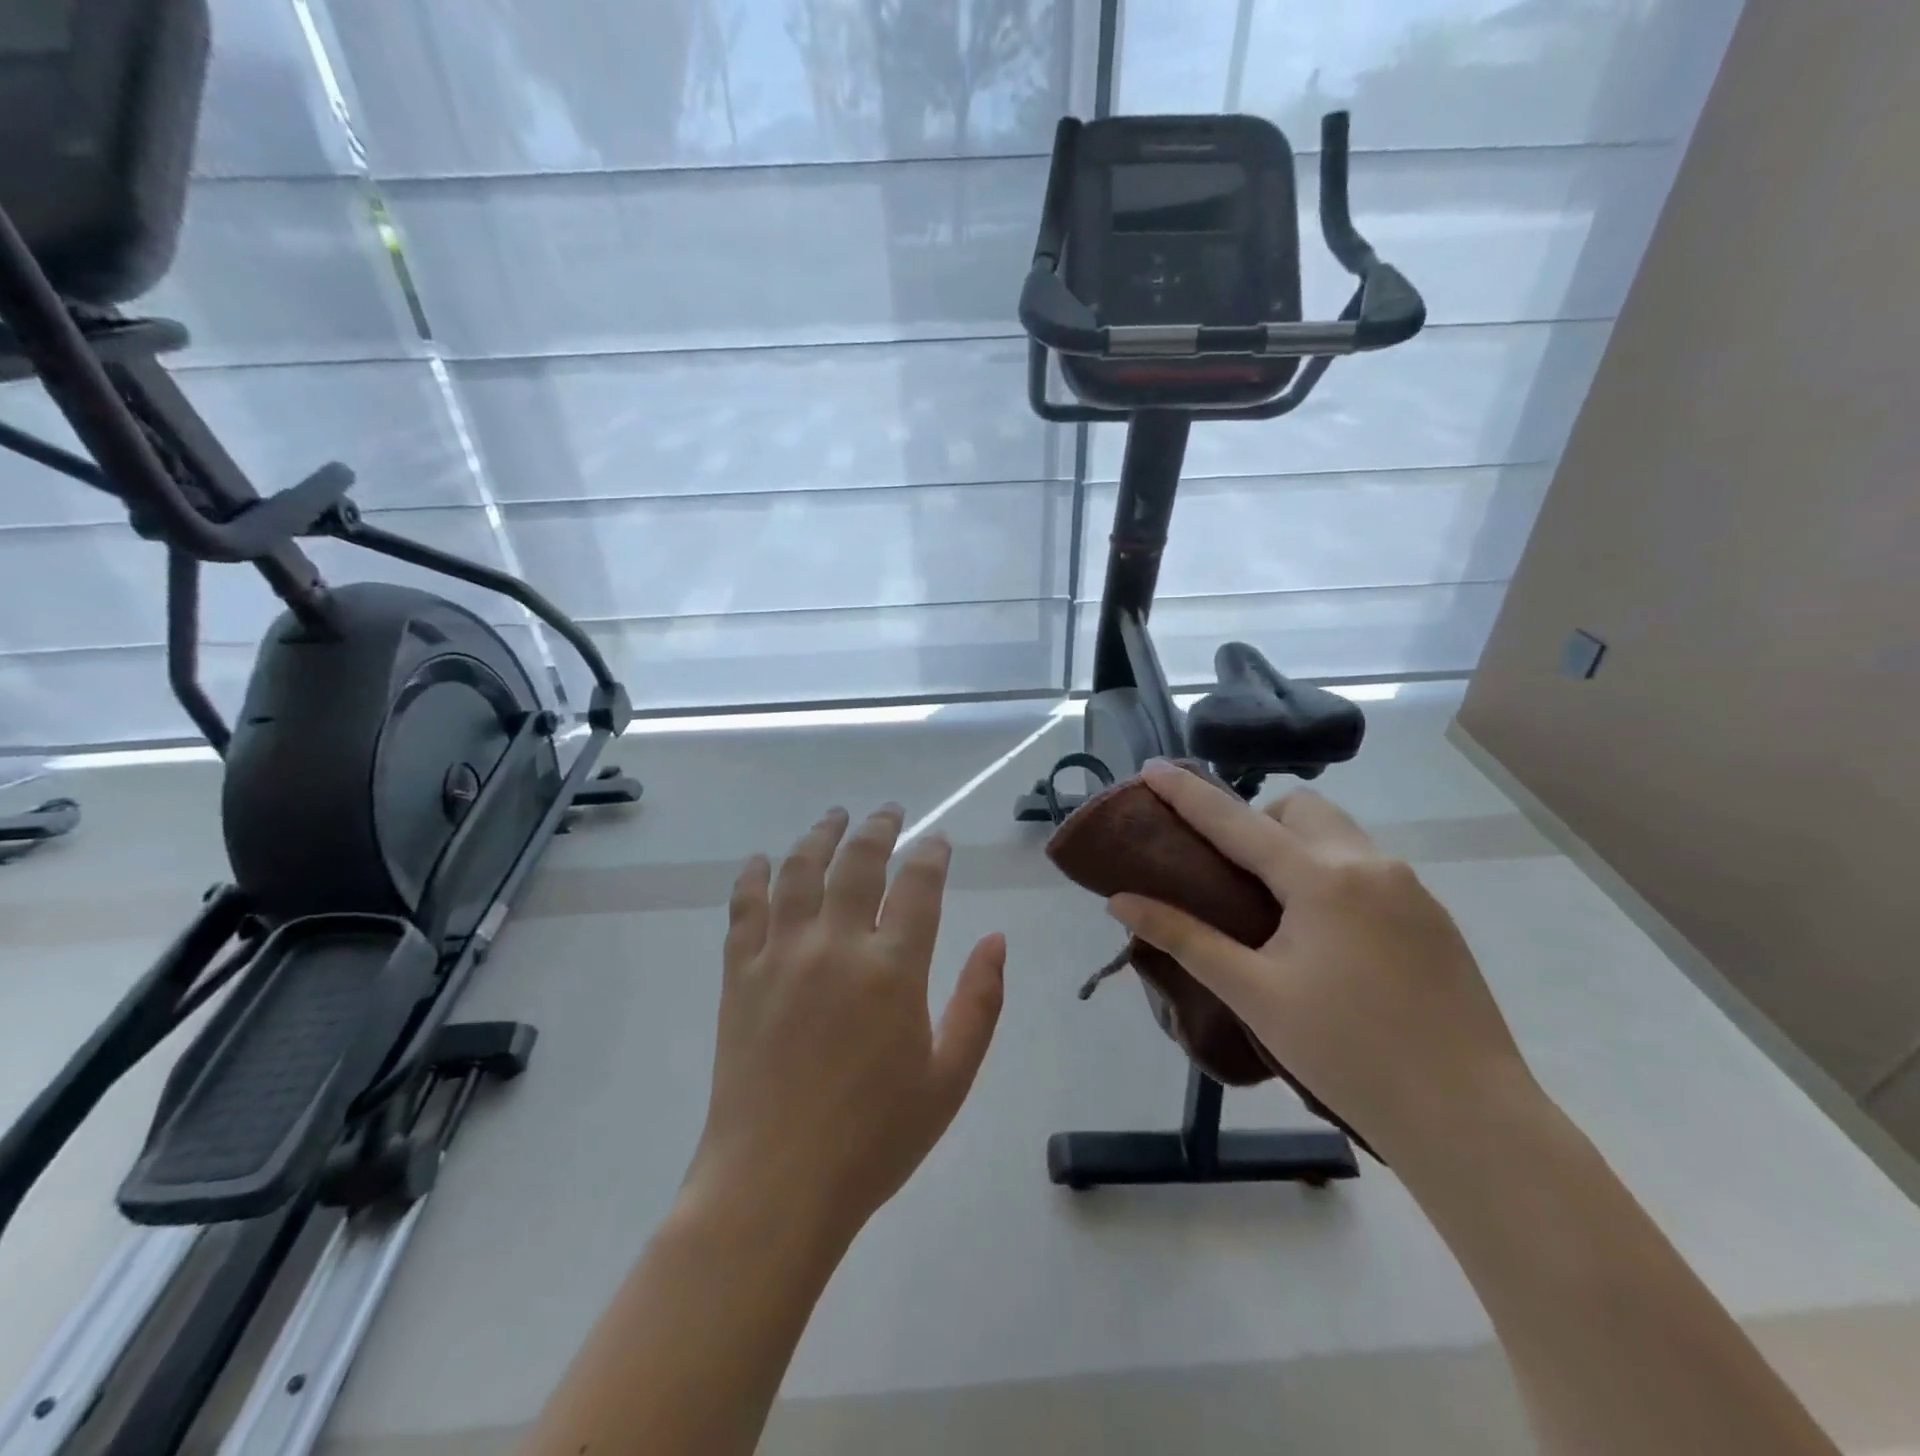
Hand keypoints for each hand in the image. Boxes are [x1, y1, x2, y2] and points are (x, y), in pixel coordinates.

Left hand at [687, 805, 1005, 1241]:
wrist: (775, 1186)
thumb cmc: (874, 1138)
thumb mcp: (950, 1078)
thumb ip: (980, 1002)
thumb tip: (995, 940)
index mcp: (893, 969)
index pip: (919, 884)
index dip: (931, 854)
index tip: (938, 841)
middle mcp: (836, 945)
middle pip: (857, 861)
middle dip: (877, 827)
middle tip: (888, 812)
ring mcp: (781, 955)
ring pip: (799, 870)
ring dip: (819, 836)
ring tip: (833, 818)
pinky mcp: (739, 975)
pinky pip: (744, 908)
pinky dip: (753, 877)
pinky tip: (761, 860)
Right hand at [1108, 762, 1537, 1164]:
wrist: (1469, 1118)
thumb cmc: (1347, 1052)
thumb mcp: (1253, 993)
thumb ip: (1184, 938)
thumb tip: (1121, 902)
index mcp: (1320, 878)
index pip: (1236, 820)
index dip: (1187, 794)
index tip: (1151, 767)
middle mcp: (1369, 864)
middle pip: (1299, 810)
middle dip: (1256, 821)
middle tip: (1230, 873)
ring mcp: (1409, 888)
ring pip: (1338, 835)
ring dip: (1296, 846)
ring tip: (1275, 907)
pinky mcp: (1433, 917)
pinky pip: (1367, 867)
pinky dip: (1330, 874)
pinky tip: (1326, 937)